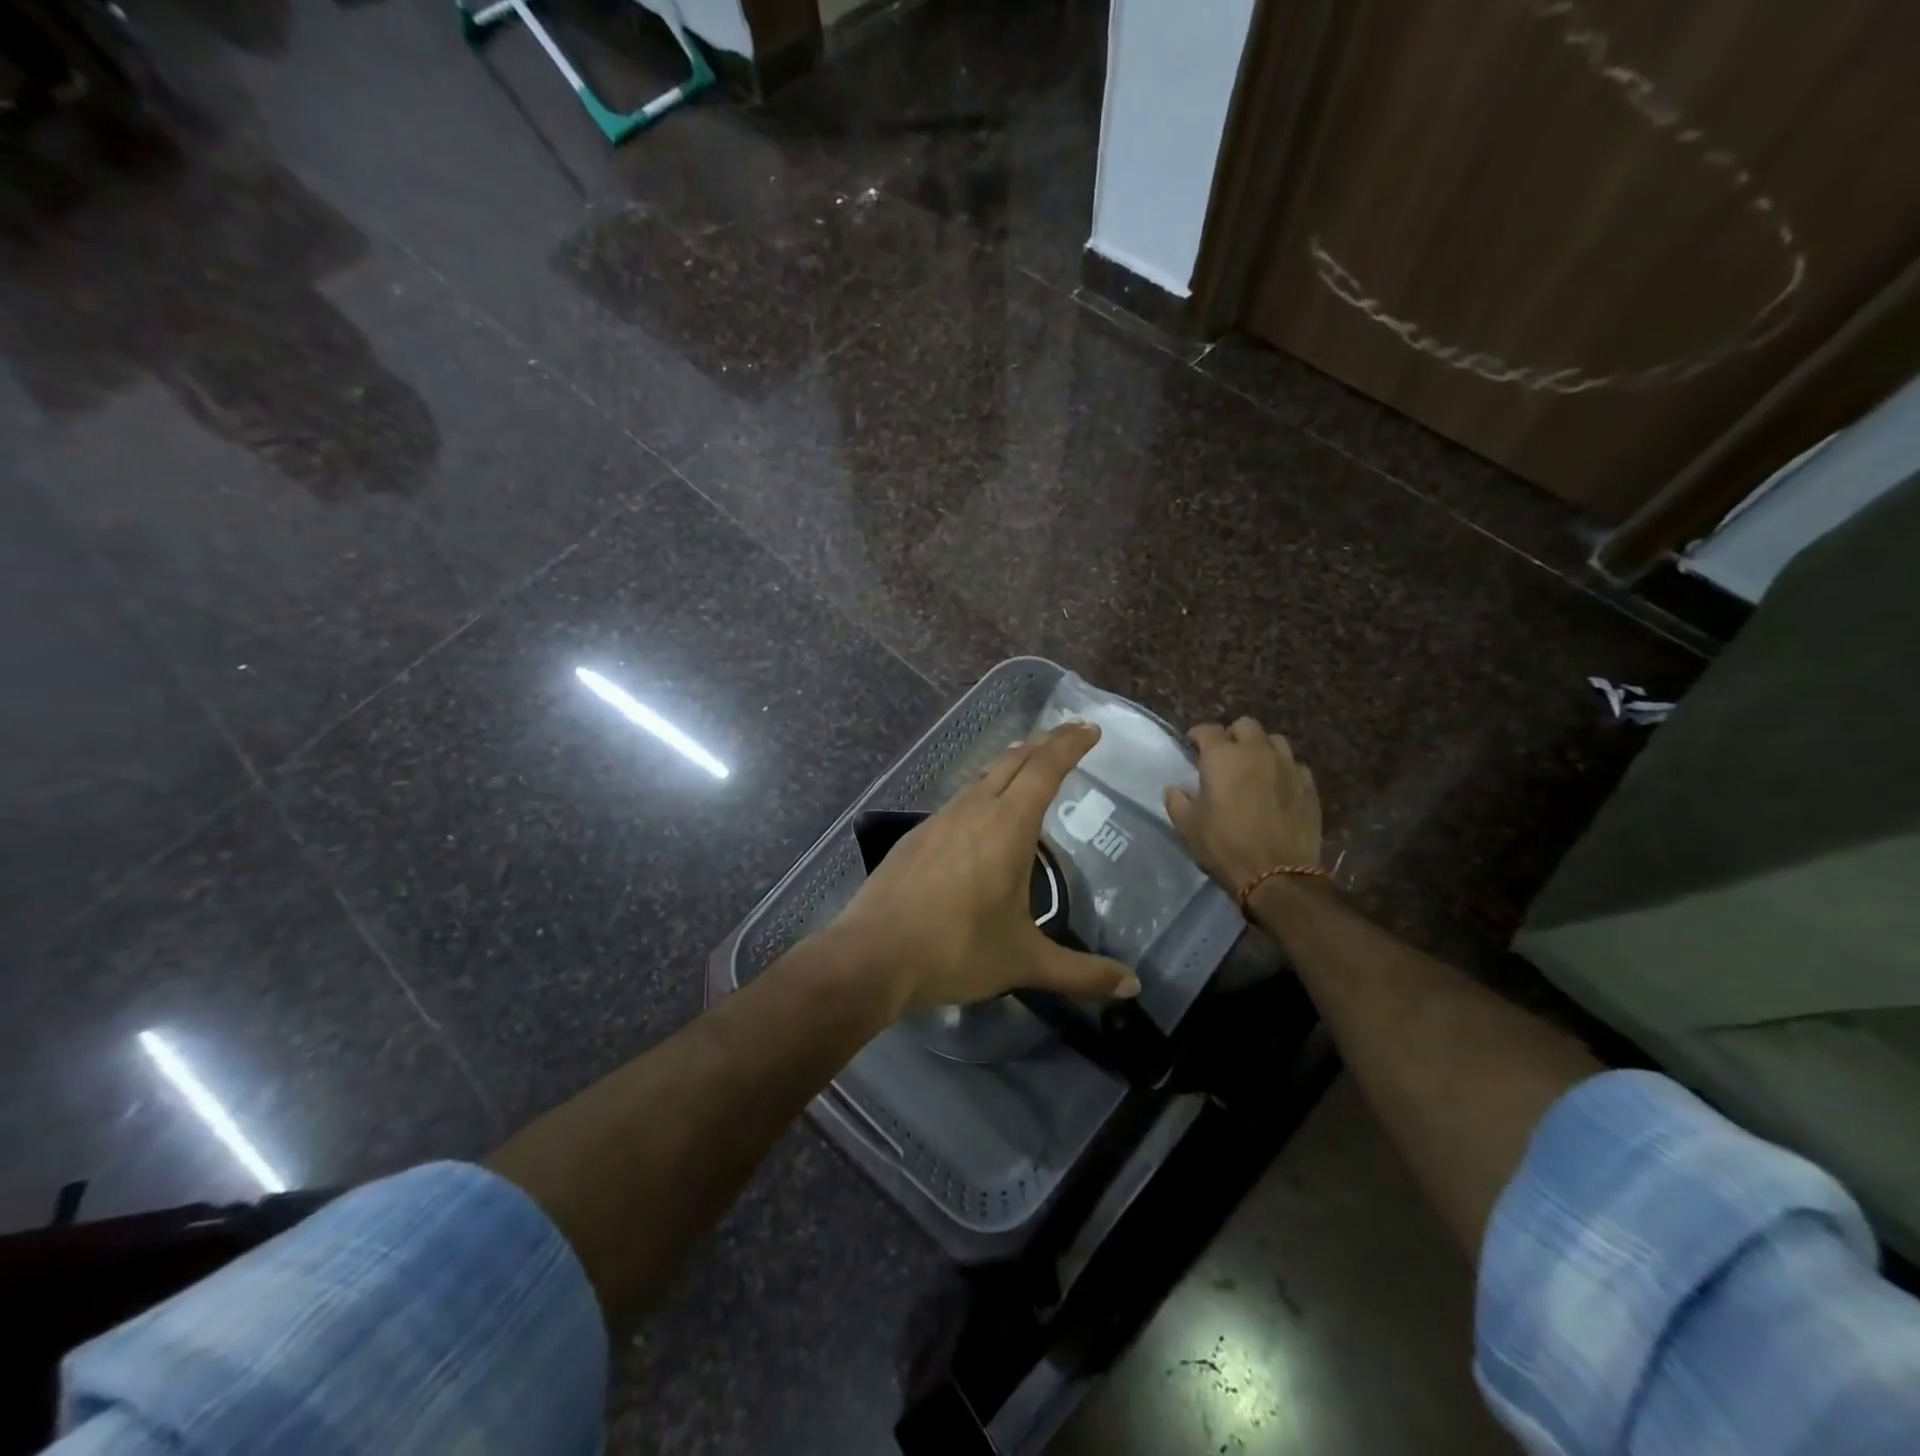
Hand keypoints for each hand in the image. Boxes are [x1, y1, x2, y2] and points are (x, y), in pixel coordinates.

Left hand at [828, 723, 1139, 1015]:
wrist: (872, 955)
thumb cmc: (956, 951)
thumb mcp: (1025, 962)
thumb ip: (1081, 973)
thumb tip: (1133, 986)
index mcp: (1007, 826)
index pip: (1045, 768)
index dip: (1070, 745)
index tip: (1089, 729)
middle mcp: (974, 809)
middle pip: (1015, 761)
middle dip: (1046, 743)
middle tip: (1070, 735)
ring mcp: (940, 819)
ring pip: (983, 776)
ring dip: (1012, 764)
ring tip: (1031, 765)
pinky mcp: (917, 835)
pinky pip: (960, 798)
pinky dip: (984, 790)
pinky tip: (983, 813)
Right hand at [1164, 718, 1322, 896]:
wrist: (1278, 875)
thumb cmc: (1225, 846)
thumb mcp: (1187, 826)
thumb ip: (1177, 801)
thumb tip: (1174, 788)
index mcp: (1222, 756)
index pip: (1207, 729)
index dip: (1197, 736)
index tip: (1192, 747)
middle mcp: (1257, 751)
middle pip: (1245, 725)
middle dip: (1232, 735)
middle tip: (1224, 756)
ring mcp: (1287, 765)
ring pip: (1274, 740)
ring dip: (1261, 747)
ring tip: (1254, 767)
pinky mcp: (1309, 784)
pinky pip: (1294, 764)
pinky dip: (1283, 769)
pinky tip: (1277, 786)